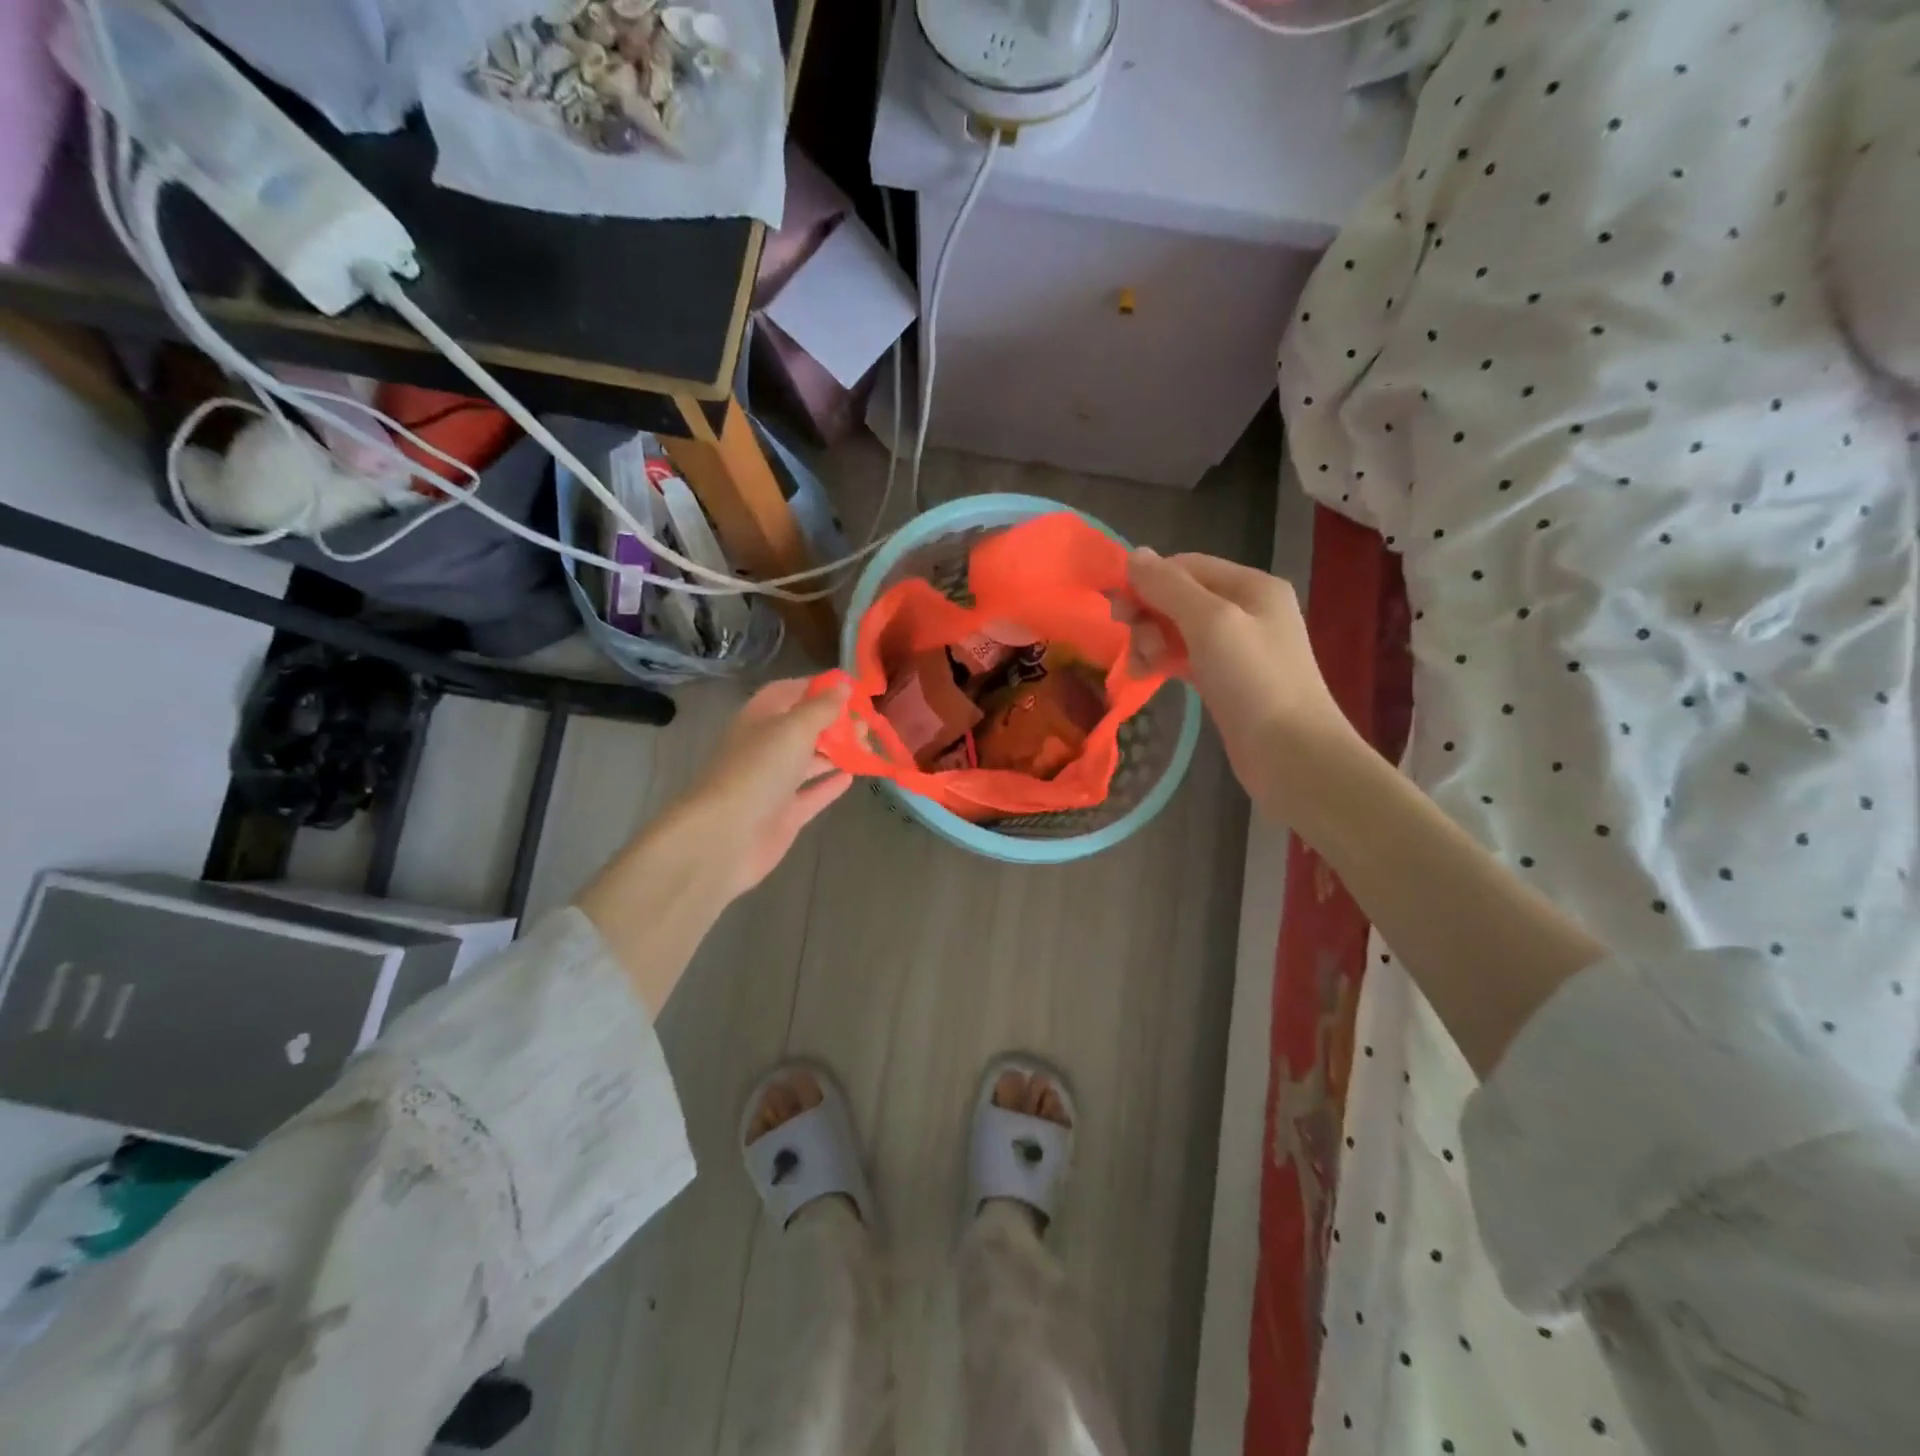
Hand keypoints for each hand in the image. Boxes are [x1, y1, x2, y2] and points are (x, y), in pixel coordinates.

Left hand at [669, 677, 853, 900]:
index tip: (852, 690)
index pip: (790, 692)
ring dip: (836, 752)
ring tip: (868, 748)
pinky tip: (852, 777)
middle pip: (803, 727)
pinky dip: (830, 784)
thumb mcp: (793, 729)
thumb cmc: (758, 771)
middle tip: (867, 726)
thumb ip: (821, 708)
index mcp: (760, 718)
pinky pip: (811, 794)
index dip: (819, 687)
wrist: (725, 837)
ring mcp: (774, 782)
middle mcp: (766, 747)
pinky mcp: (783, 814)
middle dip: (835, 723)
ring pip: (809, 761)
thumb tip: (843, 686)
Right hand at [1124, 548, 1356, 816]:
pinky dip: (1164, 660)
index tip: (1117, 610)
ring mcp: (1238, 647)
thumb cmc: (1253, 680)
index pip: (1186, 566)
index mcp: (1251, 586)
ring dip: (1151, 640)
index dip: (1148, 581)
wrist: (1291, 754)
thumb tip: (1133, 554)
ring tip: (1140, 667)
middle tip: (1128, 640)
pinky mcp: (1227, 680)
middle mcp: (1247, 610)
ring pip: (1178, 629)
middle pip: (1180, 597)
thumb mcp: (1210, 622)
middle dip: (1149, 614)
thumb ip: (1170, 587)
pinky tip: (1147, 675)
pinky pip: (1185, 657)